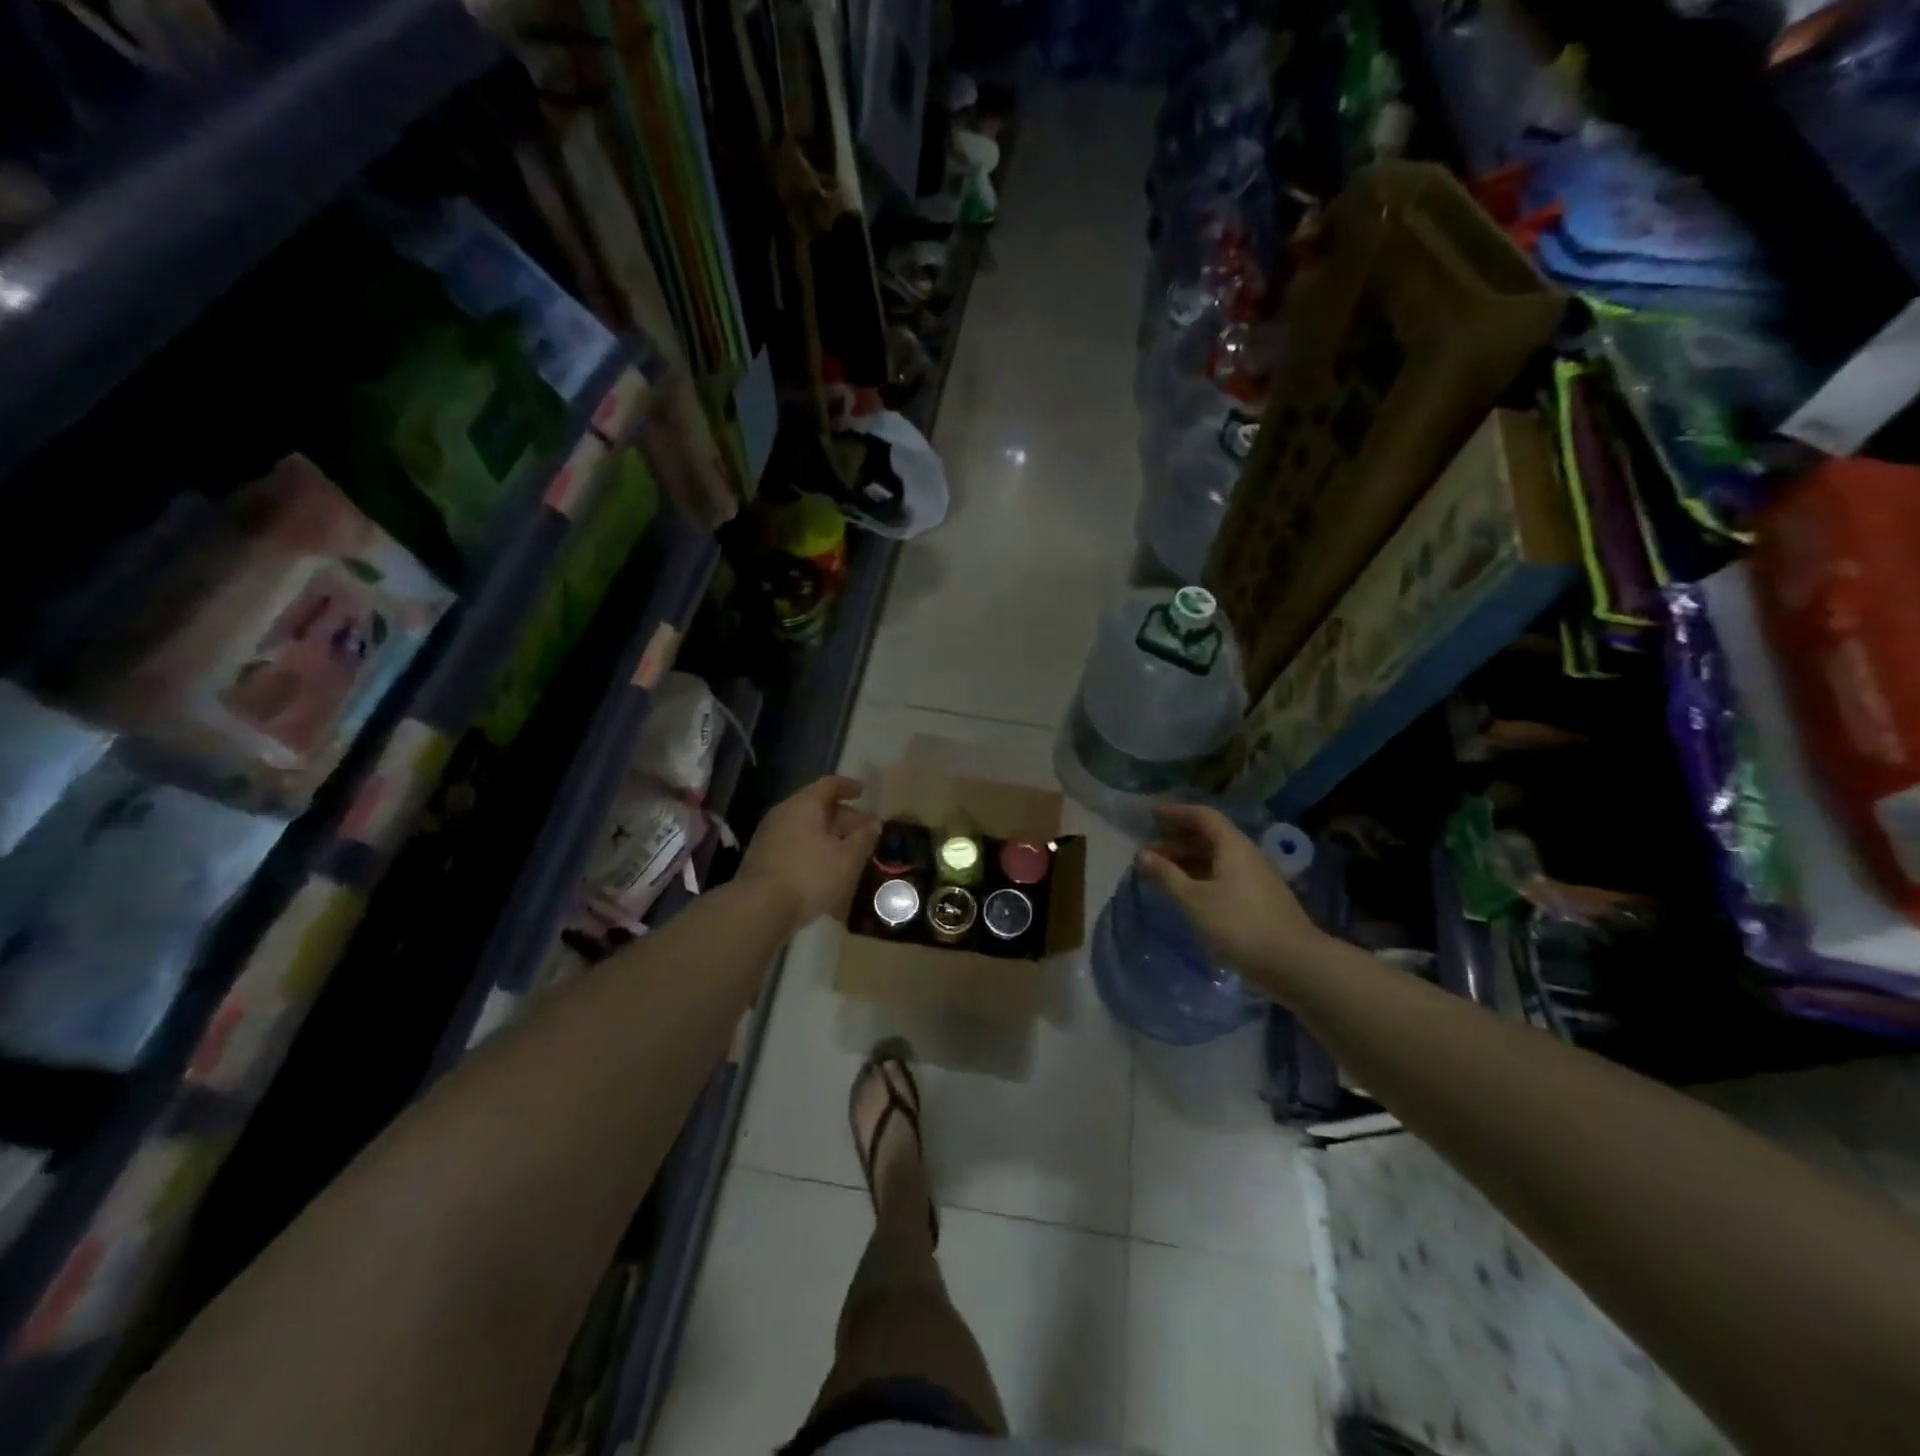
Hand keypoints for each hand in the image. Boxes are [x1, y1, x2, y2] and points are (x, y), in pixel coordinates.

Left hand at [737, 776, 881, 931]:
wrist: (759, 909)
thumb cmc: (810, 876)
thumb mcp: (848, 859)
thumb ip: (864, 838)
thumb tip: (873, 823)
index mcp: (804, 805)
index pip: (829, 785)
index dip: (848, 787)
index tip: (863, 792)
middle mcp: (783, 813)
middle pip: (816, 806)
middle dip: (842, 817)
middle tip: (862, 831)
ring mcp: (769, 836)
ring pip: (805, 827)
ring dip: (827, 836)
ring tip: (847, 852)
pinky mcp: (762, 858)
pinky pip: (794, 844)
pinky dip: (812, 849)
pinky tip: (824, 869)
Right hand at [1137, 805, 1324, 992]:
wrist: (1294, 963)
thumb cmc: (1238, 924)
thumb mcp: (1194, 899)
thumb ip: (1167, 875)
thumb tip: (1142, 854)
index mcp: (1233, 846)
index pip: (1203, 816)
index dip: (1176, 812)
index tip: (1152, 814)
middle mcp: (1247, 855)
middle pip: (1210, 837)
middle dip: (1178, 839)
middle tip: (1149, 847)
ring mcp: (1257, 878)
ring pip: (1217, 859)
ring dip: (1188, 860)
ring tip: (1161, 871)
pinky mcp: (1260, 900)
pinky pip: (1224, 876)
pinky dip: (1202, 876)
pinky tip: (1188, 892)